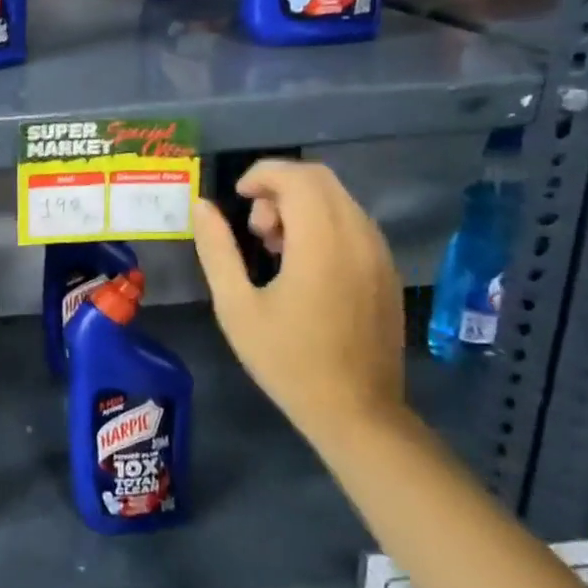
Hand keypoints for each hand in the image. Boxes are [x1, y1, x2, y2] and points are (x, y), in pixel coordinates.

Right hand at [190, 159, 407, 447]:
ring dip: (300, 205)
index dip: (261, 175)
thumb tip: (201, 206)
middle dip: (279, 188)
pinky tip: (301, 263)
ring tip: (273, 248)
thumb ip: (217, 249)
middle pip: (320, 179)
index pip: (297, 177)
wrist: (357, 413)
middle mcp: (359, 239)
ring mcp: (379, 254)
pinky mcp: (386, 271)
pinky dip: (321, 223)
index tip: (235, 199)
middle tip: (253, 228)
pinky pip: (352, 223)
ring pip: (338, 199)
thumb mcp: (235, 305)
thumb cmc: (287, 360)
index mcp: (322, 244)